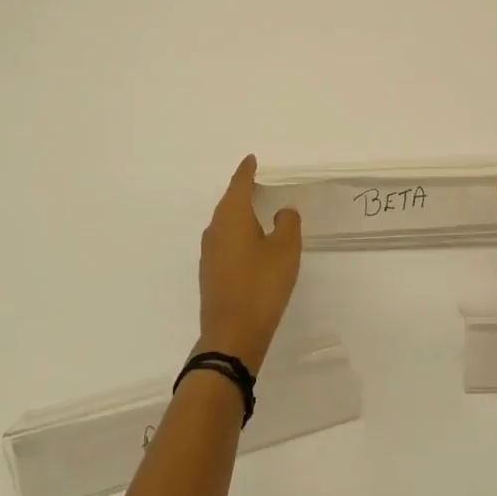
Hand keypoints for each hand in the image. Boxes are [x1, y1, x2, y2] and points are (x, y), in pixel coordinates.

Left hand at [197, 155, 302, 370]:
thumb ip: (287, 224)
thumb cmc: (261, 286)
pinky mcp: (210, 272)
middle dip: (242, 190)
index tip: (251, 160)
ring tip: (256, 209)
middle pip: (229, 202)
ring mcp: (209, 253)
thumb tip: (282, 212)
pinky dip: (236, 233)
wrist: (232, 335)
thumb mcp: (285, 251)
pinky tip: (248, 242)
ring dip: (238, 213)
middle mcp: (215, 229)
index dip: (246, 171)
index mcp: (232, 217)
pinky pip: (224, 240)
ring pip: (224, 222)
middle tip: (257, 181)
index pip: (239, 185)